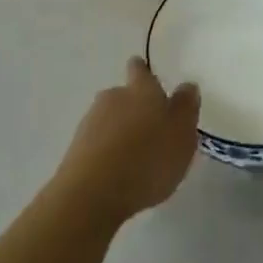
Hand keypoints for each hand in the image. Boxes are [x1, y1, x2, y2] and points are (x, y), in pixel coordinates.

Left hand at [56, 58, 200, 224]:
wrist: (93, 192)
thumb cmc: (148, 159)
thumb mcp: (182, 134)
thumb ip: (186, 108)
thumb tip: (187, 86)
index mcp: (142, 90)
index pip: (140, 70)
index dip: (143, 72)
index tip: (146, 77)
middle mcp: (114, 97)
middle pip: (123, 95)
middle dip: (134, 108)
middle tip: (150, 130)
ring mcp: (91, 121)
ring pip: (109, 119)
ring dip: (120, 132)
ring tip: (135, 158)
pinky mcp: (76, 148)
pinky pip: (97, 144)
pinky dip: (107, 153)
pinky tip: (117, 173)